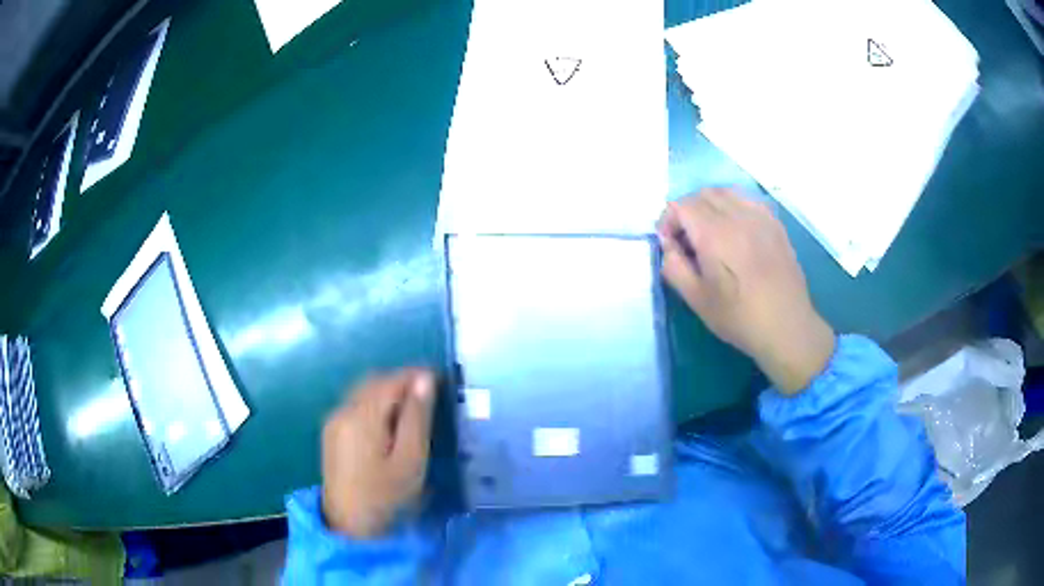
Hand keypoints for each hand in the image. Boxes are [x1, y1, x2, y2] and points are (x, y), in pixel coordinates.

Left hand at [321, 369, 436, 537]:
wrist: (349, 524)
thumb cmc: (386, 495)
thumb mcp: (410, 459)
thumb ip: (417, 417)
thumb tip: (424, 379)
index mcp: (361, 415)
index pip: (391, 380)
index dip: (417, 375)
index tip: (442, 380)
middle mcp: (342, 410)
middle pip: (374, 381)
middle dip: (402, 381)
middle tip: (430, 395)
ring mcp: (333, 421)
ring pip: (363, 391)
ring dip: (388, 391)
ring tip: (413, 408)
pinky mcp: (331, 432)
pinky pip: (355, 404)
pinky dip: (375, 403)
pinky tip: (389, 423)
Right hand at [658, 188, 834, 393]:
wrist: (786, 326)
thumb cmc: (739, 317)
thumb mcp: (697, 300)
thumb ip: (674, 267)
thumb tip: (670, 246)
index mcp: (714, 235)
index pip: (681, 205)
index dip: (668, 220)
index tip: (670, 244)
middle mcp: (737, 216)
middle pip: (702, 194)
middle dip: (687, 211)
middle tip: (687, 240)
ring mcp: (759, 217)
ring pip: (725, 192)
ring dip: (710, 205)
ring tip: (710, 231)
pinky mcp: (775, 223)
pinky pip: (747, 199)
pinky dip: (733, 206)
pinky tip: (736, 229)